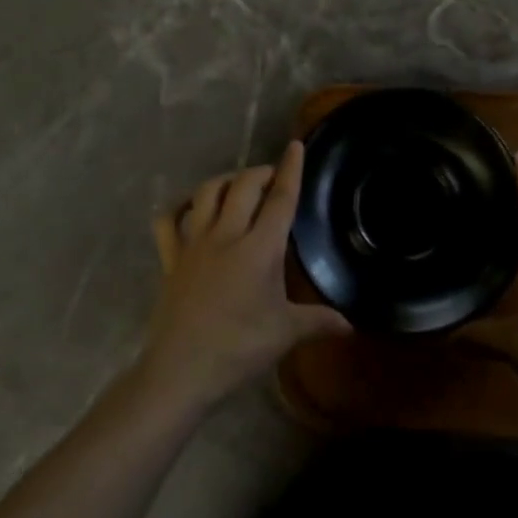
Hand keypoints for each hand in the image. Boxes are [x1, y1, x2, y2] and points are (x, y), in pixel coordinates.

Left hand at [139, 141, 350, 412]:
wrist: (180, 371)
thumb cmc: (238, 350)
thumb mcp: (284, 335)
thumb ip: (318, 322)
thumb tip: (350, 325)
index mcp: (259, 248)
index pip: (280, 199)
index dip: (290, 169)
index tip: (295, 145)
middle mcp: (226, 235)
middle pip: (244, 185)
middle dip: (260, 172)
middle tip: (272, 178)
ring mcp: (194, 244)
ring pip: (207, 193)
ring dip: (225, 181)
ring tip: (237, 186)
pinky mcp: (170, 259)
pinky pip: (168, 222)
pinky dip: (178, 208)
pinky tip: (189, 208)